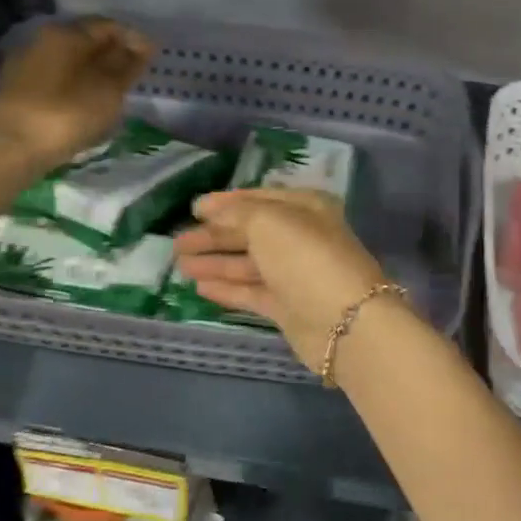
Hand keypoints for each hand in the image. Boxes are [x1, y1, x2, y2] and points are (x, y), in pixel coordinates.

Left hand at [0, 17, 152, 170]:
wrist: (10, 147)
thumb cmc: (66, 115)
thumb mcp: (108, 90)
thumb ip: (127, 65)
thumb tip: (142, 44)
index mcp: (66, 33)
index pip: (108, 25)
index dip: (133, 38)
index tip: (152, 57)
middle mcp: (43, 39)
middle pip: (85, 40)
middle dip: (112, 53)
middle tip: (134, 74)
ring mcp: (26, 62)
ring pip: (69, 59)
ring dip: (92, 70)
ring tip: (112, 91)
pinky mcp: (17, 88)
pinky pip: (55, 77)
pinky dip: (75, 84)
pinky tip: (85, 102)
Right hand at [173, 189, 390, 367]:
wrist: (344, 321)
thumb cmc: (305, 258)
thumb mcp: (268, 221)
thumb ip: (237, 213)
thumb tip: (211, 210)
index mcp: (306, 208)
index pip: (260, 199)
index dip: (226, 203)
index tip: (194, 208)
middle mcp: (302, 238)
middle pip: (251, 233)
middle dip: (214, 236)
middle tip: (177, 243)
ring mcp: (295, 275)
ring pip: (248, 264)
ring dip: (215, 262)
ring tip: (180, 263)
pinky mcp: (288, 307)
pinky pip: (252, 292)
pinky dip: (227, 288)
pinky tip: (199, 286)